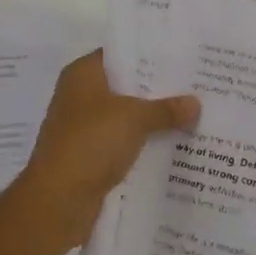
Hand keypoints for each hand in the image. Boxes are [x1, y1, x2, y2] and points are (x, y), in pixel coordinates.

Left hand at [15, 51, 198, 251]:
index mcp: (82, 74)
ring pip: (125, 117)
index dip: (148, 55)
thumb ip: (165, 109)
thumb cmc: (90, 143)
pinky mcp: (90, 156)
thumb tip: (196, 103)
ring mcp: (83, 128)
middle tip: (197, 88)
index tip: (182, 58)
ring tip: (193, 116)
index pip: (119, 54)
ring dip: (152, 120)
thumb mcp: (133, 119)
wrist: (58, 200)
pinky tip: (174, 147)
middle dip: (156, 90)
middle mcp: (79, 96)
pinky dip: (143, 145)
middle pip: (124, 87)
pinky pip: (122, 143)